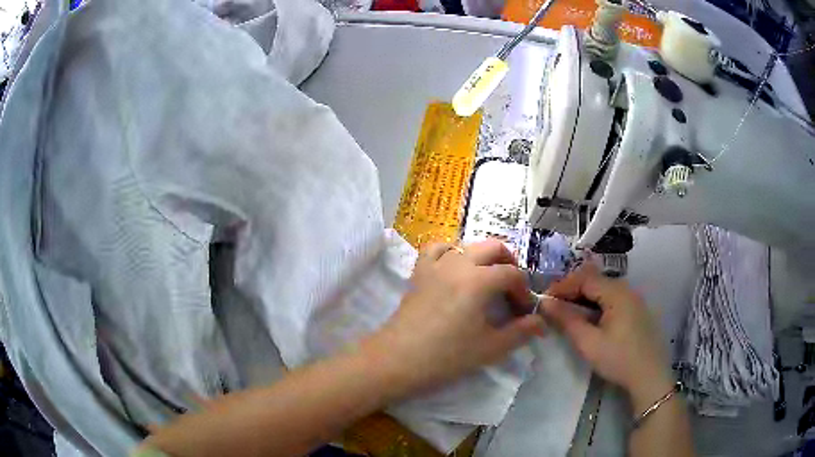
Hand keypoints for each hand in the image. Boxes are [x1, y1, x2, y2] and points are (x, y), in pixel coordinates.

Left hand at [365, 240, 544, 395]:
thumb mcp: (490, 348)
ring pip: (467, 246)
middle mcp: (459, 264)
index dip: (523, 291)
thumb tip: (541, 323)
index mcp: (479, 280)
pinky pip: (436, 249)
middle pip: (493, 248)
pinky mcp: (419, 272)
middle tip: (512, 291)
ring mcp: (436, 265)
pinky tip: (455, 269)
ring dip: (483, 257)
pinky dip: (451, 252)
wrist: (397, 360)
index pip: (512, 274)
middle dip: (509, 264)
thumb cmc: (446, 356)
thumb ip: (520, 332)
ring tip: (487, 280)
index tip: (525, 312)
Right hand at [541, 263, 673, 409]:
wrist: (650, 377)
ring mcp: (635, 299)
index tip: (544, 300)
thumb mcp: (589, 342)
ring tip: (568, 314)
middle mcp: (627, 289)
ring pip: (604, 290)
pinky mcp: (638, 311)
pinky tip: (590, 320)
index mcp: (617, 293)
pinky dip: (597, 305)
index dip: (562, 286)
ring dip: (584, 298)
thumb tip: (546, 303)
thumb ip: (567, 320)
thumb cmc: (618, 359)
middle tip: (554, 308)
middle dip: (572, 291)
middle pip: (595, 281)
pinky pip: (613, 299)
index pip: (584, 278)